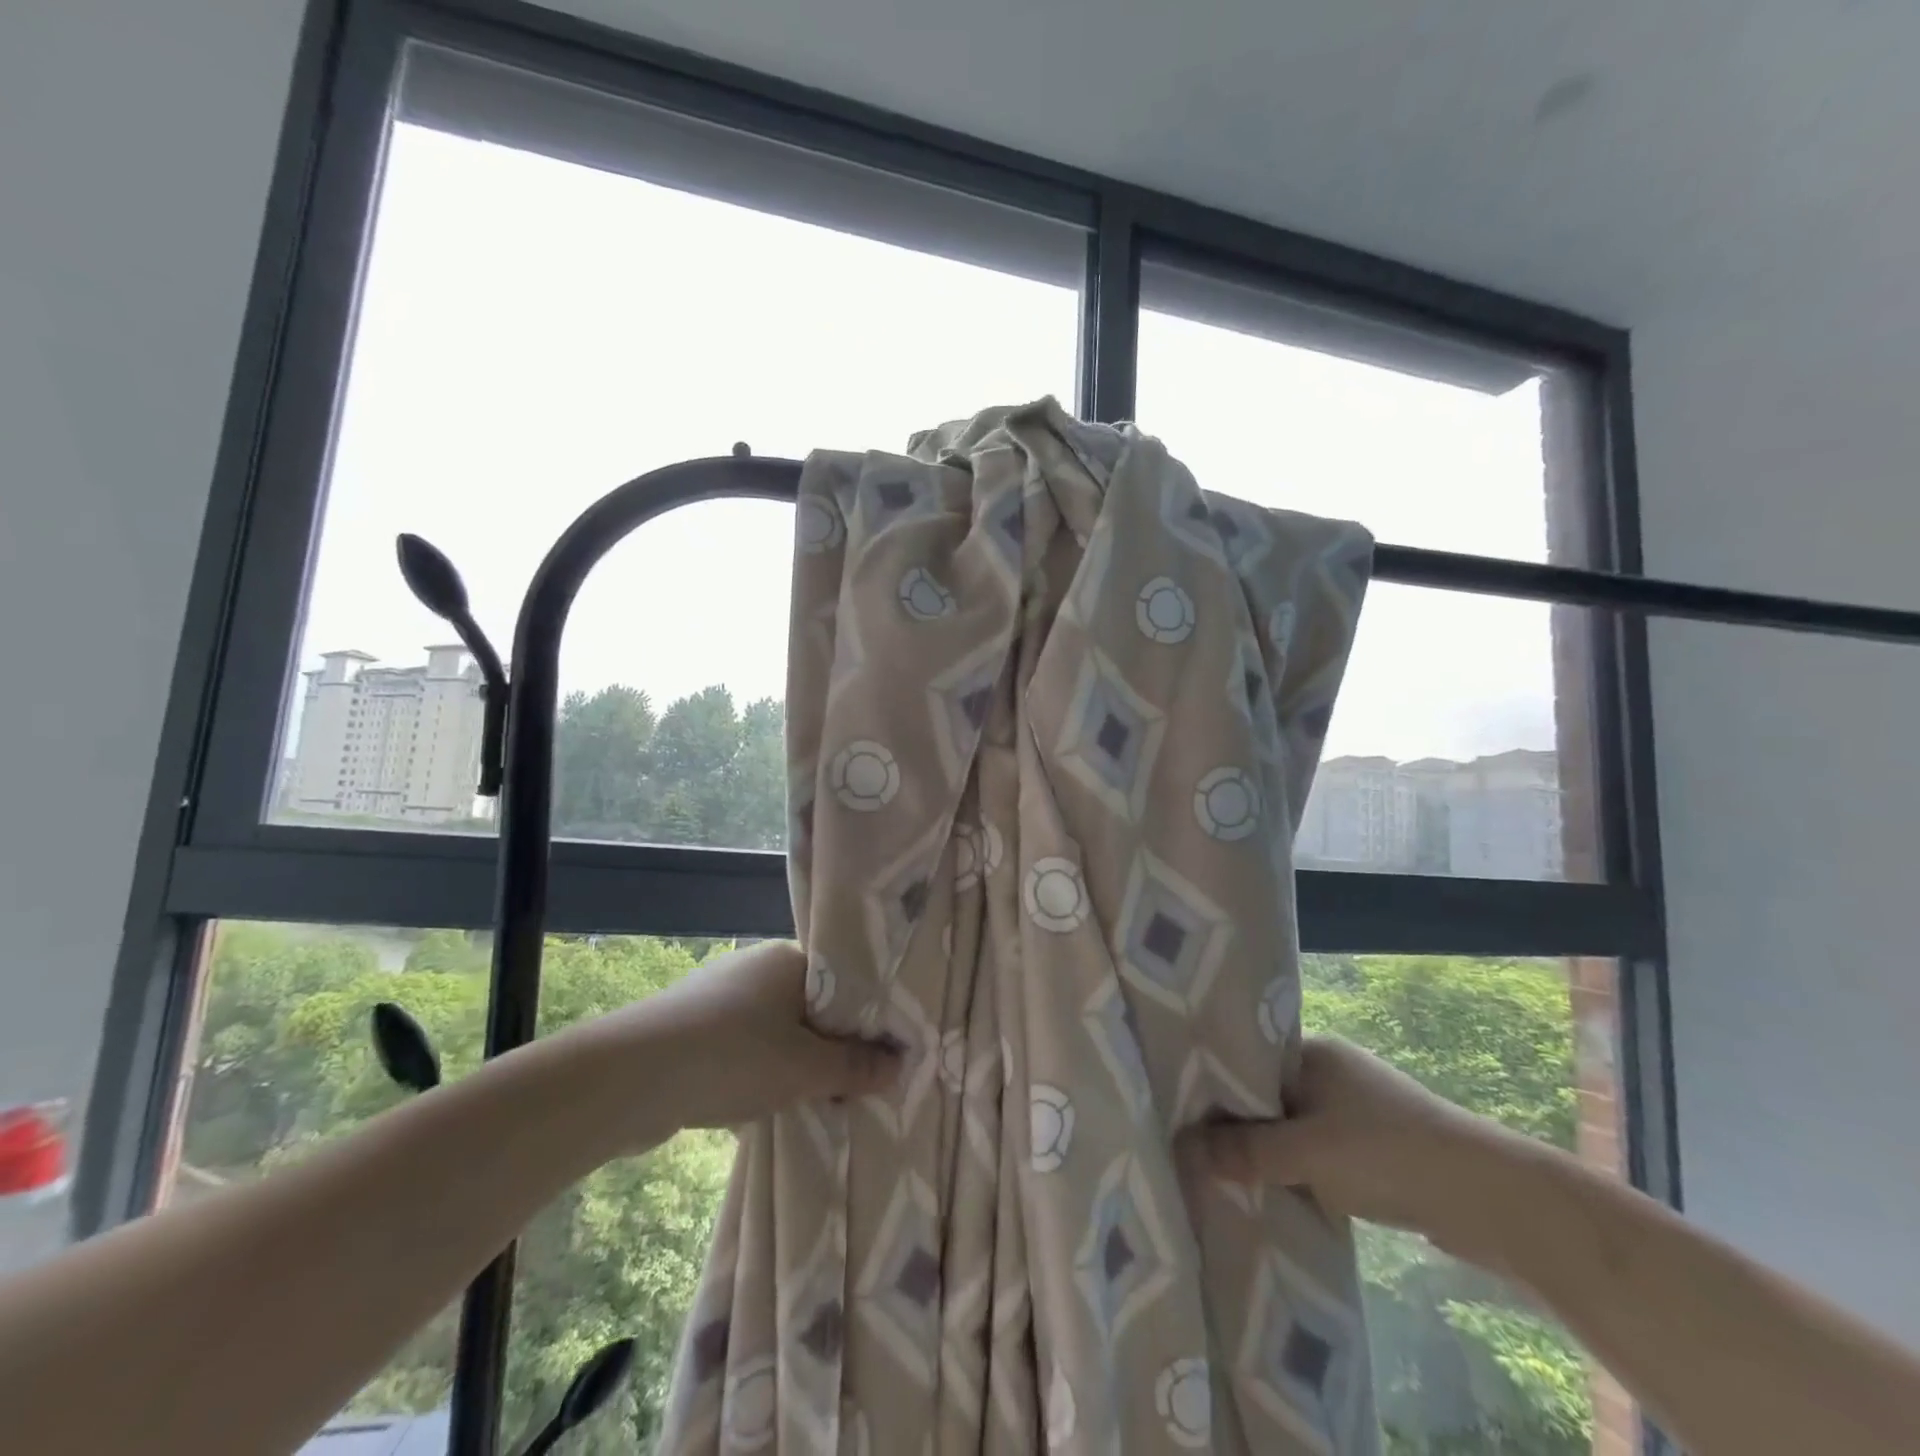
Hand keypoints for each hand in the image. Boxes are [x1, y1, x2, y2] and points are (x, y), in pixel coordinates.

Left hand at [553, 941, 900, 1149]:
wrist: (629, 1077)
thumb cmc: (732, 1058)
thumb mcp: (806, 1069)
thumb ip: (855, 1067)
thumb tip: (899, 1065)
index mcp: (789, 959)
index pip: (843, 983)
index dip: (864, 1020)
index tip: (880, 1057)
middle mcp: (755, 967)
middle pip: (810, 1008)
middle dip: (827, 1049)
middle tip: (849, 1088)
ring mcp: (718, 995)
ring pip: (774, 1031)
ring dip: (791, 1066)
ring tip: (809, 1103)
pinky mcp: (690, 1027)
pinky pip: (740, 1048)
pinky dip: (754, 1074)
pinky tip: (757, 1107)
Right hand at [1183, 1036, 1503, 1239]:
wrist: (1493, 1201)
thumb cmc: (1389, 1155)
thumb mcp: (1307, 1154)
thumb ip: (1244, 1151)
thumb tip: (1182, 1147)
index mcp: (1312, 1051)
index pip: (1245, 1059)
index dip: (1212, 1085)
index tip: (1178, 1112)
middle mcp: (1329, 1069)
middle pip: (1264, 1094)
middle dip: (1236, 1124)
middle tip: (1194, 1150)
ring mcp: (1354, 1106)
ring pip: (1290, 1125)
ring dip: (1268, 1151)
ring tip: (1226, 1175)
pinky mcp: (1373, 1144)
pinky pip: (1316, 1149)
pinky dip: (1297, 1168)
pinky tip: (1277, 1190)